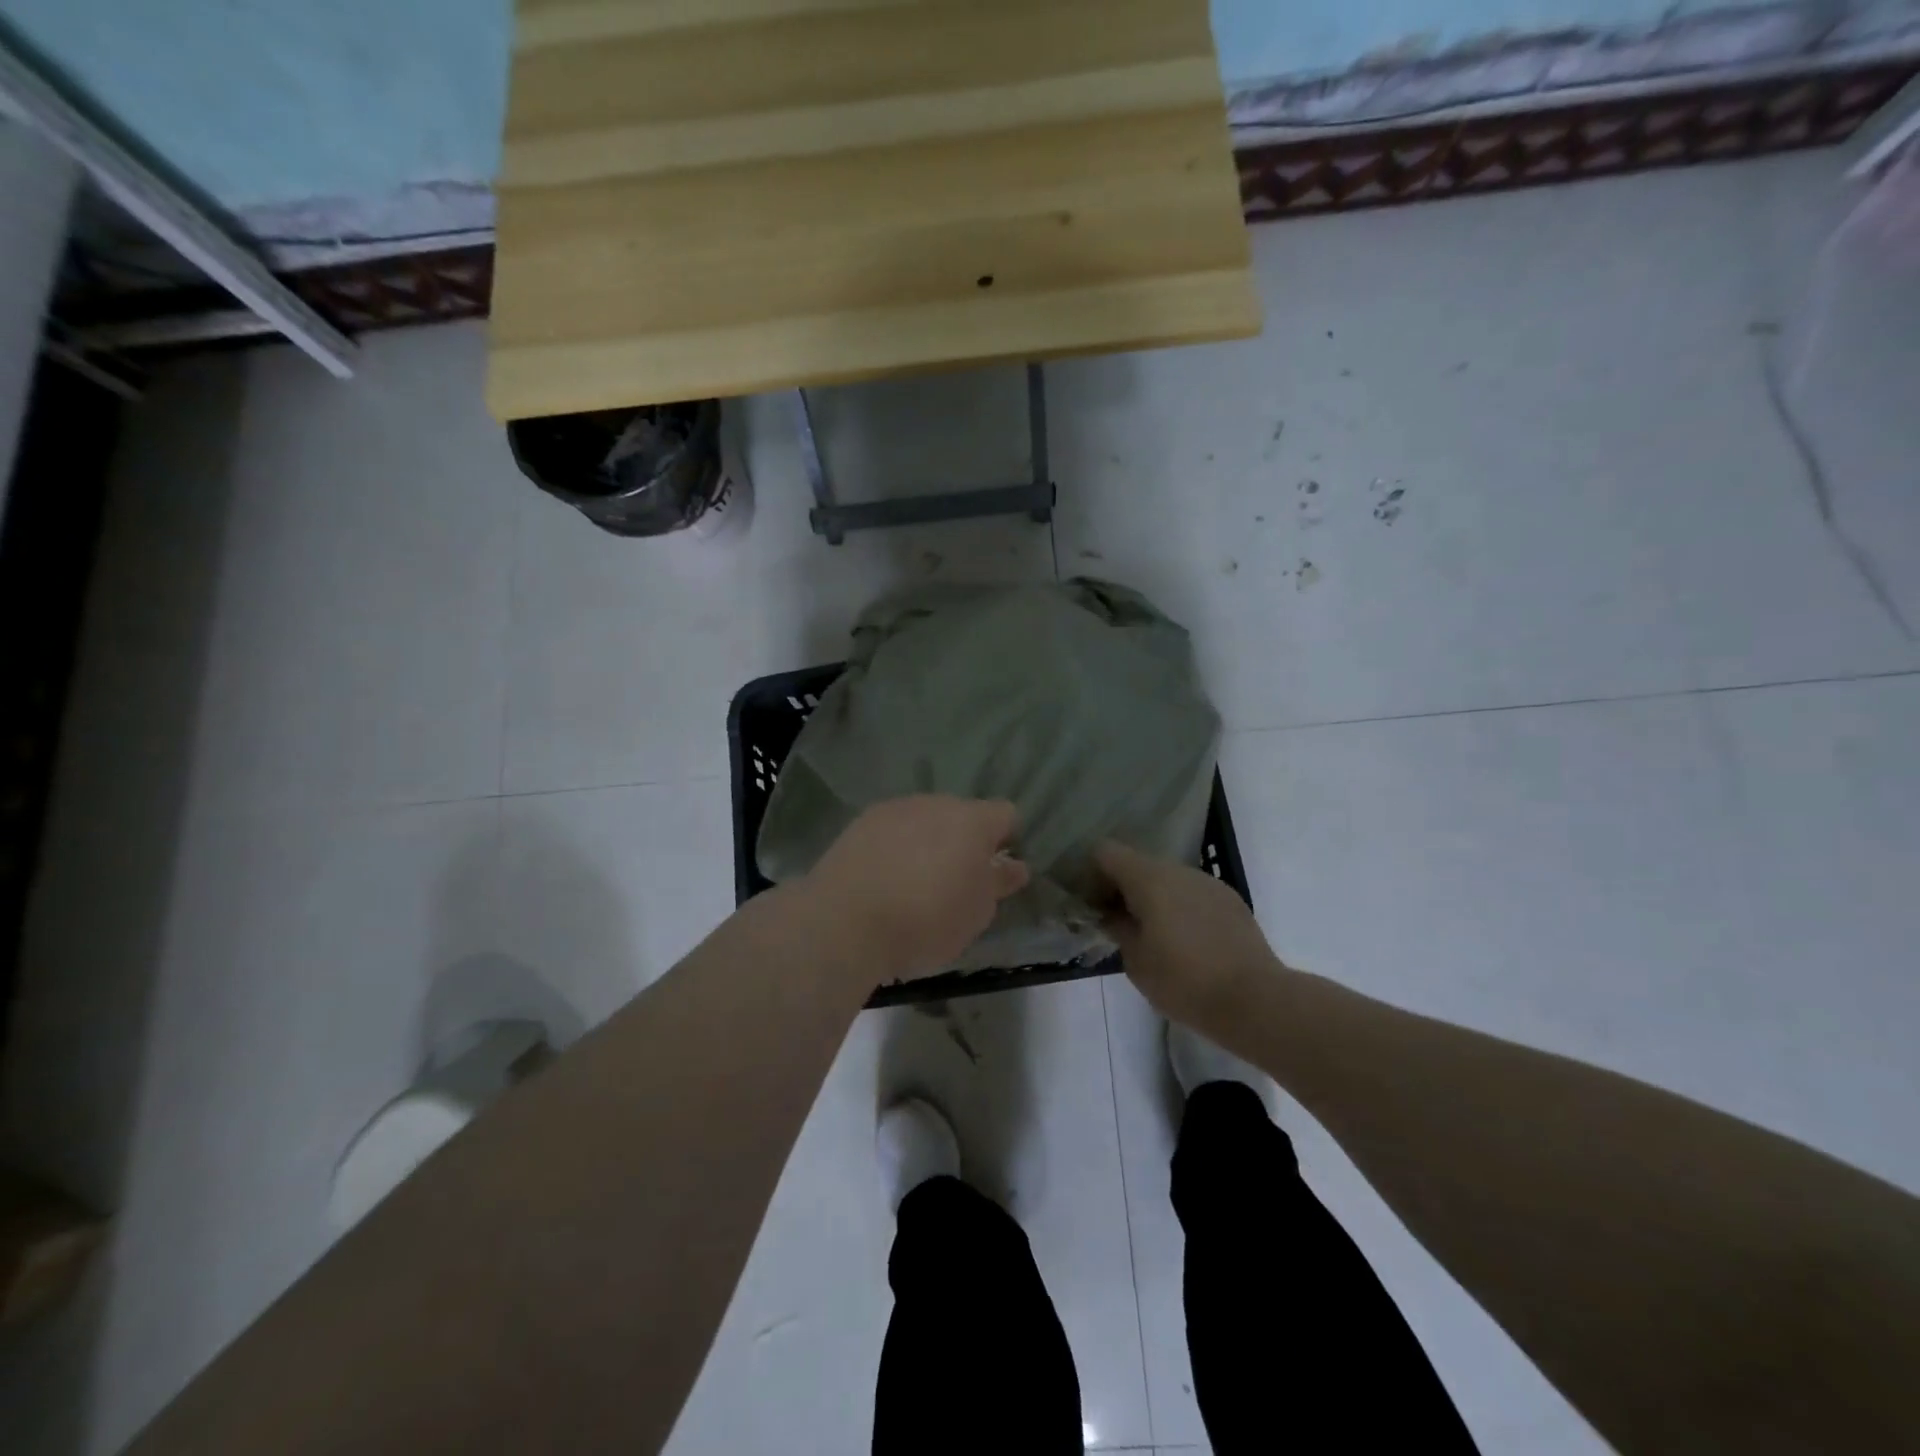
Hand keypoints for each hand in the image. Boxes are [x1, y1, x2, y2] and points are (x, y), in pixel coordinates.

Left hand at [804, 796, 1029, 980]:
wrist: (846, 922)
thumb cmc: (926, 920)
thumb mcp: (976, 913)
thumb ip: (998, 883)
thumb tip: (1014, 866)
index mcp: (973, 821)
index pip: (1006, 814)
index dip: (1007, 840)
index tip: (997, 872)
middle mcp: (935, 803)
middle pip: (962, 815)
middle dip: (964, 841)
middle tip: (956, 882)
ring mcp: (895, 809)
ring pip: (924, 820)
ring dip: (928, 842)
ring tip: (915, 884)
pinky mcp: (860, 823)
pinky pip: (892, 830)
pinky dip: (895, 847)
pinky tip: (884, 879)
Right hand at [1094, 840, 1280, 1029]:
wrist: (1255, 1000)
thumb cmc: (1184, 981)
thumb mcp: (1136, 961)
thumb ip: (1117, 928)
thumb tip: (1112, 914)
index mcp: (1149, 879)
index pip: (1106, 852)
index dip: (1092, 872)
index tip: (1091, 903)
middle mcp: (1178, 870)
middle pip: (1138, 864)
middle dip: (1123, 888)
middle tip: (1118, 923)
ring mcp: (1208, 882)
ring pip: (1168, 879)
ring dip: (1154, 898)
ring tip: (1154, 936)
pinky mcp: (1230, 899)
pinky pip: (1193, 893)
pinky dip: (1181, 907)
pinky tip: (1187, 942)